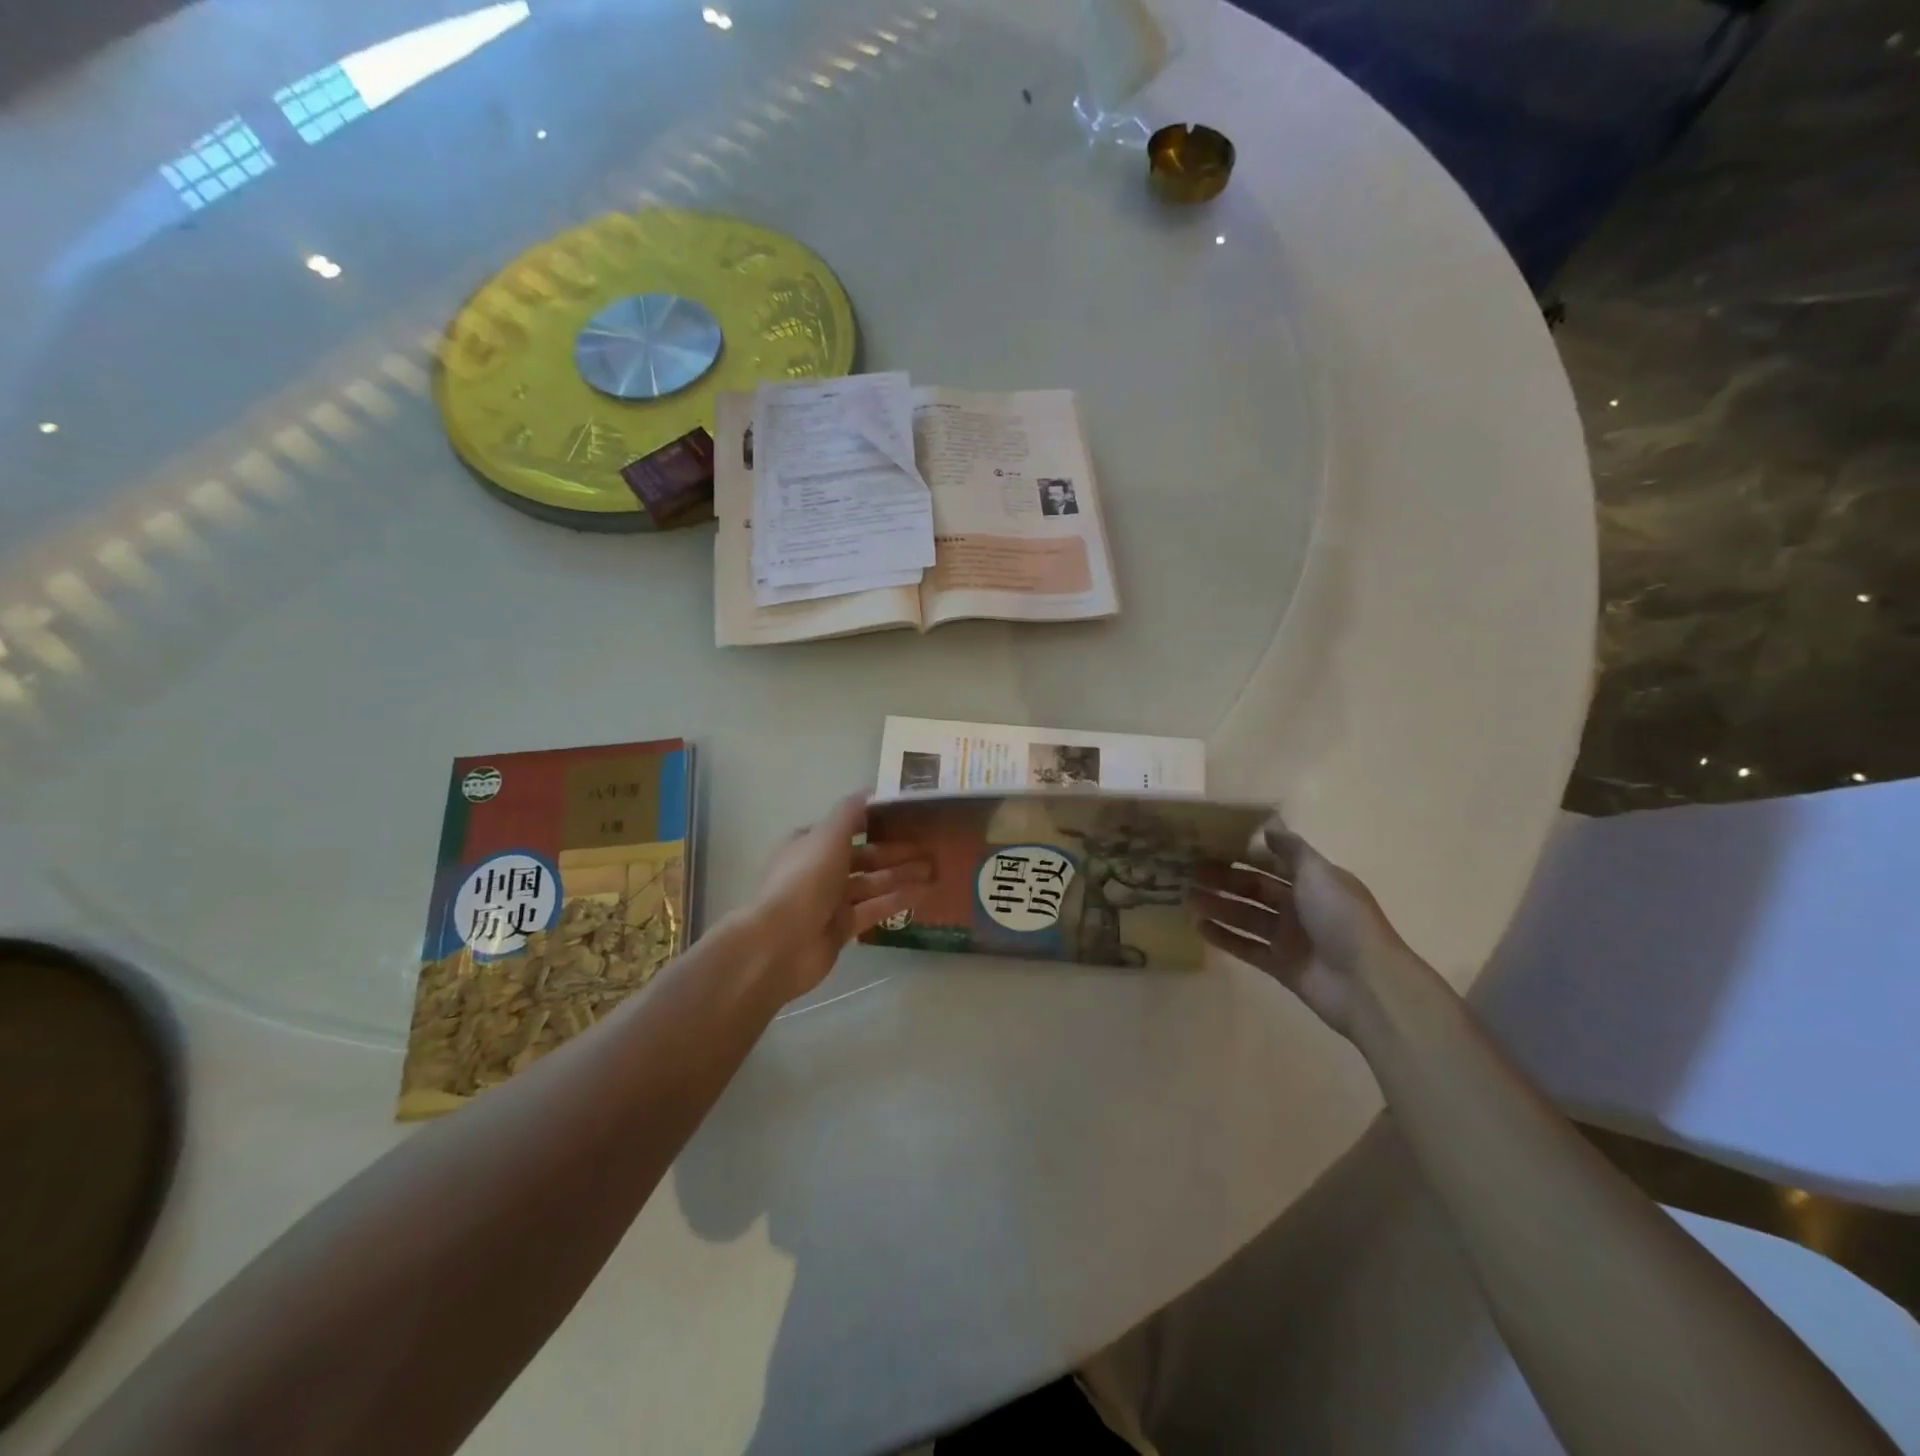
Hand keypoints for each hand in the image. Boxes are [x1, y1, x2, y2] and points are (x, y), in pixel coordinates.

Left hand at [745, 793, 933, 1001]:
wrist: (780, 943)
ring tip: (936, 869)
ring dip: (902, 875)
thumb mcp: (828, 836)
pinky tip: (925, 893)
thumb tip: (870, 791)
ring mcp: (831, 901)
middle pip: (864, 856)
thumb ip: (850, 813)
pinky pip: (874, 909)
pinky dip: (898, 900)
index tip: (908, 816)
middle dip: (896, 851)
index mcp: (811, 843)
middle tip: (932, 847)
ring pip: (873, 882)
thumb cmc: (804, 880)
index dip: (876, 820)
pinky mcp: (842, 928)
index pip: (847, 826)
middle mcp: (820, 869)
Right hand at [1186, 815, 1409, 1036]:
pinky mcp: (1280, 966)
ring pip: (1247, 917)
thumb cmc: (1341, 919)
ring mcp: (1290, 938)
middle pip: (1255, 889)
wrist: (1366, 984)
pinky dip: (1224, 937)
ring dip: (1219, 906)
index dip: (1243, 854)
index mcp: (1314, 882)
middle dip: (1224, 880)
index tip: (1210, 846)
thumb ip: (1291, 849)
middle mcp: (1301, 907)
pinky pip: (1246, 947)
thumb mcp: (1318, 874)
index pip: (1272, 862)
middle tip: (1188, 873)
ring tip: (1186, 898)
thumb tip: (1269, 825)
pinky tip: (1199, 927)